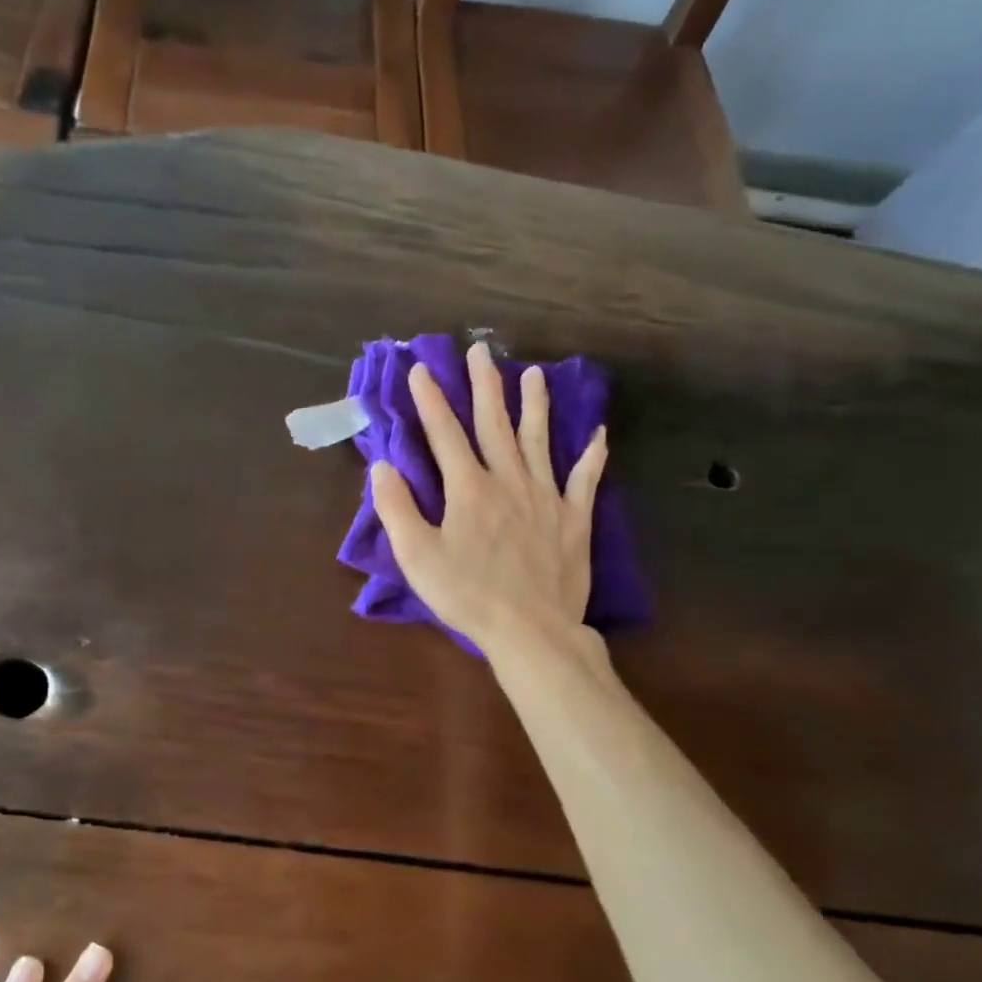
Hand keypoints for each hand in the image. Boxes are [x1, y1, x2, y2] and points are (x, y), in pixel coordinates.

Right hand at [370, 342, 606, 657]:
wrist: (531, 630)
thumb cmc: (467, 595)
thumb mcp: (417, 556)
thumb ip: (396, 508)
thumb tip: (382, 466)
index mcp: (468, 488)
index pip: (445, 433)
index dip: (431, 400)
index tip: (422, 368)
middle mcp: (508, 481)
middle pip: (494, 424)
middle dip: (485, 385)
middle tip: (482, 351)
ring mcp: (546, 497)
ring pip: (539, 441)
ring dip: (535, 406)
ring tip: (535, 374)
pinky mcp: (574, 519)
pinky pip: (585, 480)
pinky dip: (592, 456)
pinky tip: (599, 434)